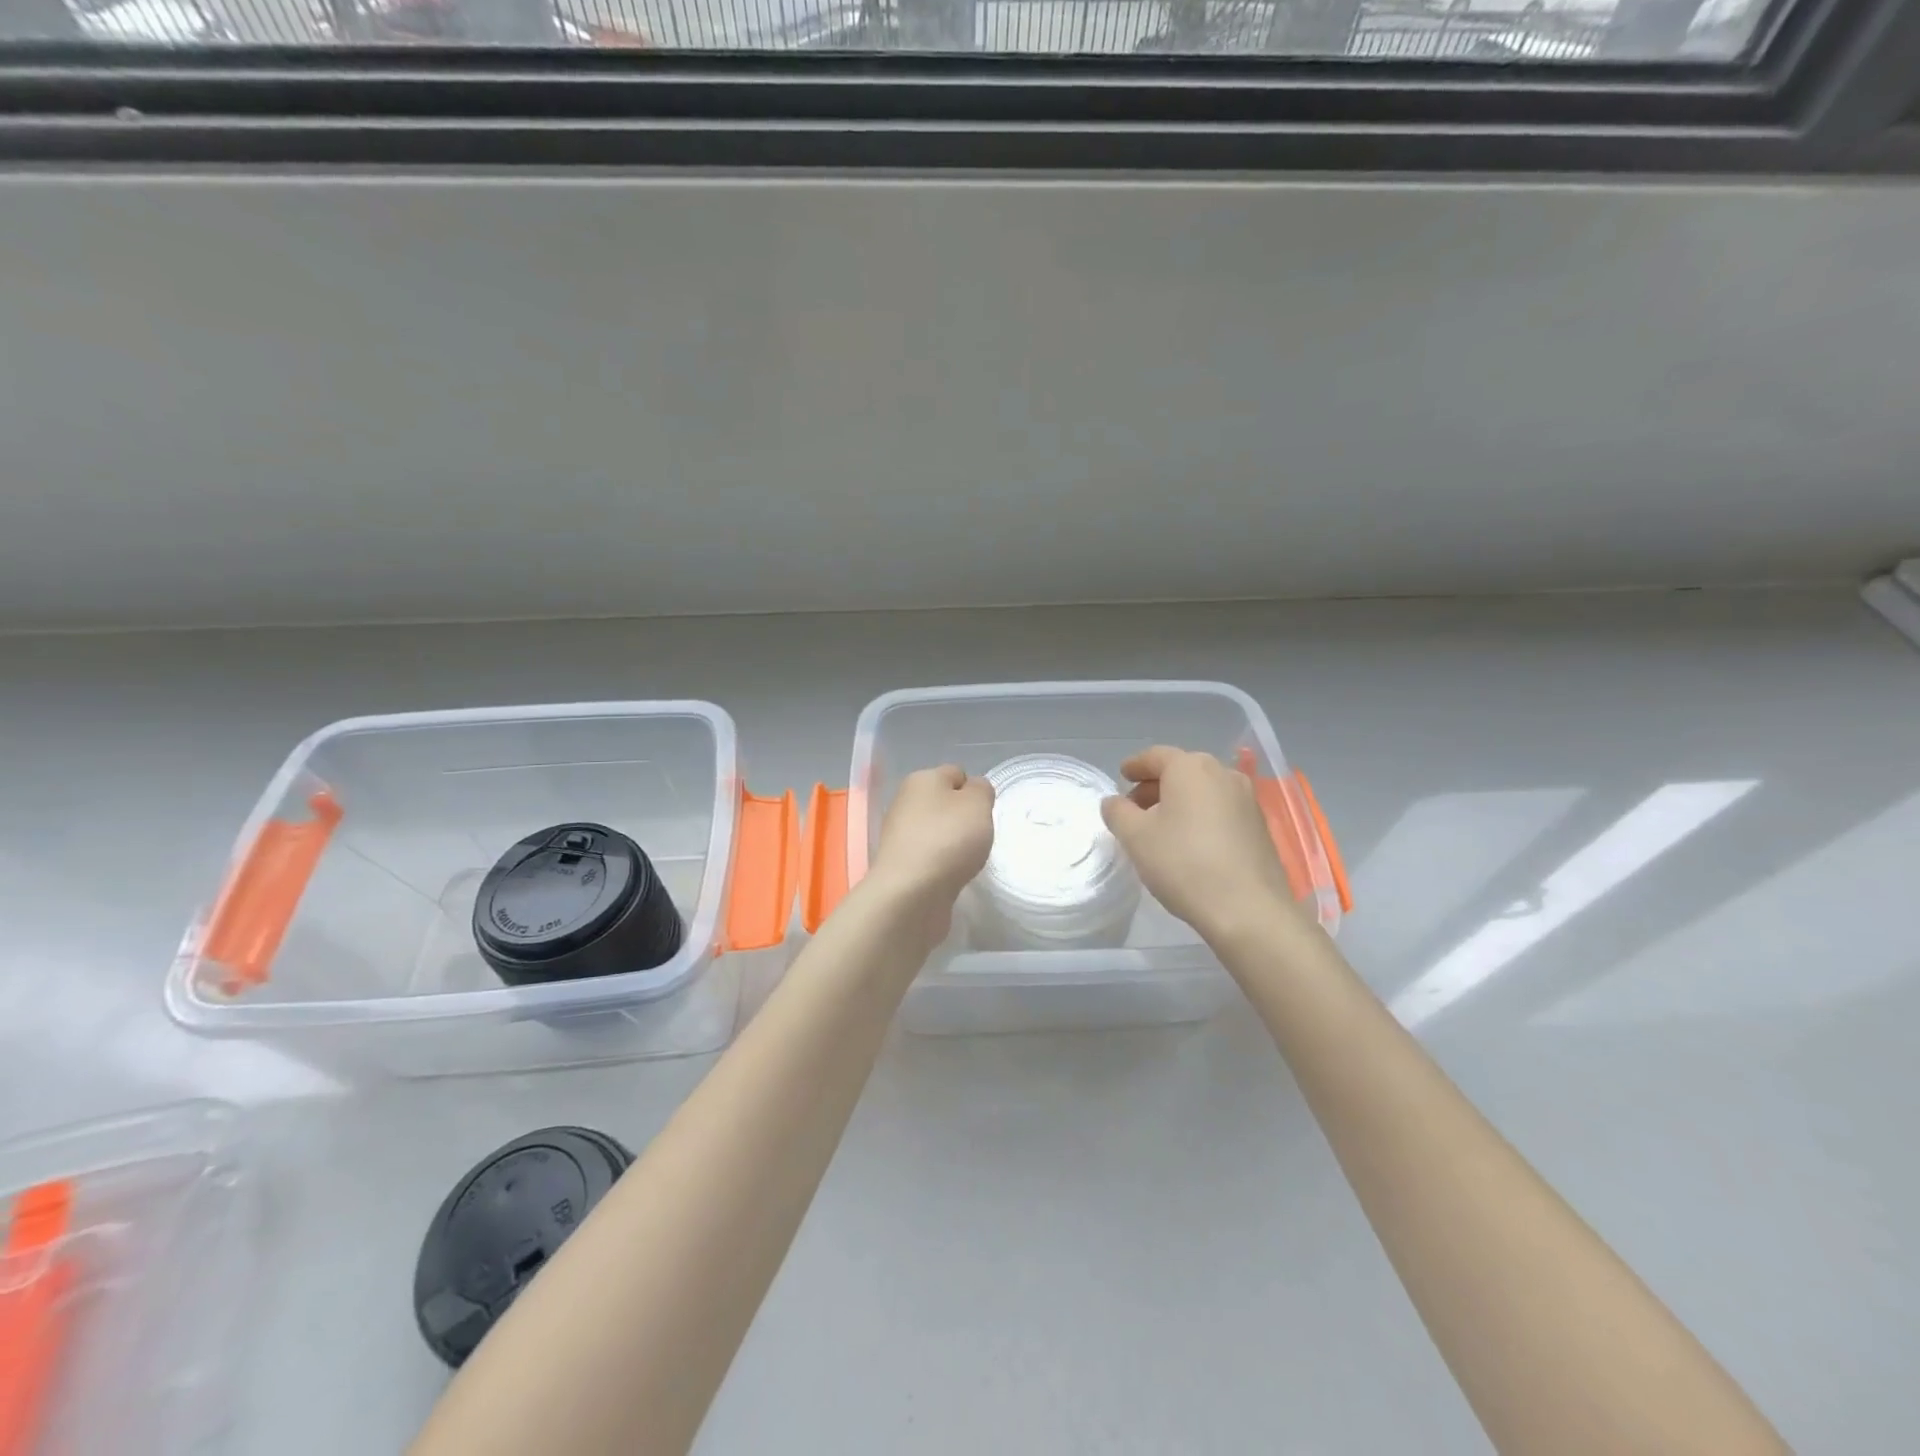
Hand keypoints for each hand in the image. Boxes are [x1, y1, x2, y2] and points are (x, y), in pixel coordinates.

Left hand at [865, 766, 995, 930]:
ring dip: (953, 843)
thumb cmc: (948, 839)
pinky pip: (930, 856)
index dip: (975, 791)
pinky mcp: (900, 864)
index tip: (985, 814)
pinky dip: (942, 864)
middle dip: (964, 819)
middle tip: (979, 837)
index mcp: (921, 779)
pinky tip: (951, 876)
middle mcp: (905, 802)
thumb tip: (972, 790)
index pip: (955, 774)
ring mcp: (899, 835)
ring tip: (966, 860)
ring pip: (937, 831)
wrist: (911, 893)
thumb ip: (981, 790)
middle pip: (944, 804)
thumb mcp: (978, 803)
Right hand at [1100, 746, 1297, 942]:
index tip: (1121, 776)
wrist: (1248, 909)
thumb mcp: (1135, 837)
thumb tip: (1114, 802)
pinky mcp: (1259, 825)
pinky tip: (1189, 842)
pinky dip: (1200, 816)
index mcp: (1190, 767)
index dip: (1134, 766)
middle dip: (1155, 786)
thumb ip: (1118, 812)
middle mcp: (1222, 773)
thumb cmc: (1183, 863)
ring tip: (1160, 828)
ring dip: (1179, 801)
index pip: (1155, 756)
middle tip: (1134, 808)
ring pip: (1203, 790)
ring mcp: (1247, 799)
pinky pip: (1221, 809)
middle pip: (1181, 771)